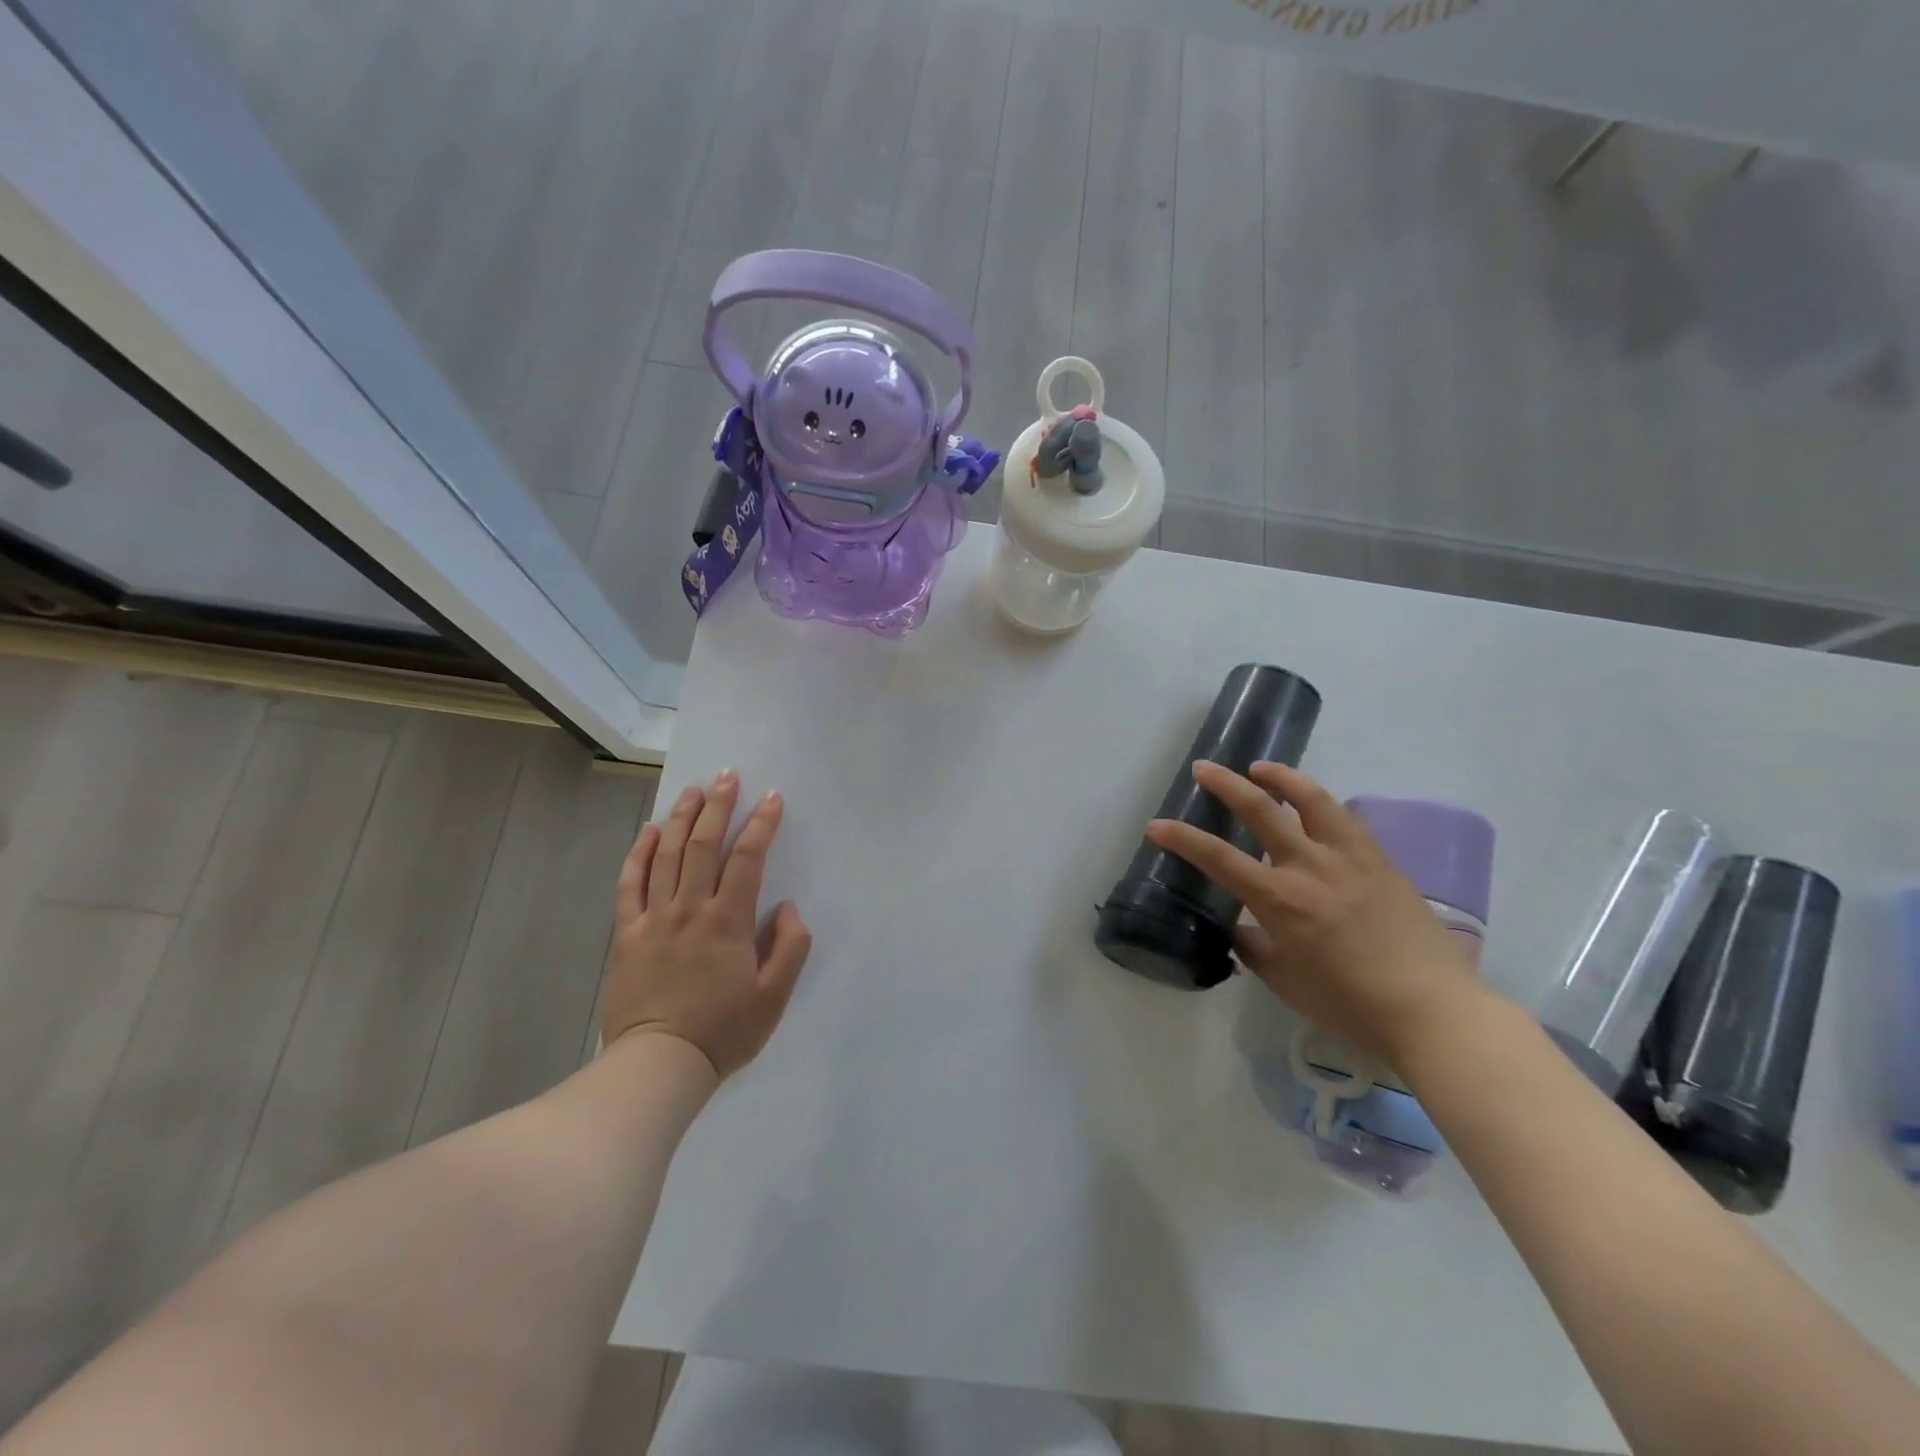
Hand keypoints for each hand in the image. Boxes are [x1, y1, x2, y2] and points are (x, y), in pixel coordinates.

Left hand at [600, 771, 811, 1078]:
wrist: (659, 1065)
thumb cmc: (723, 1030)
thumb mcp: (774, 996)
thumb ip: (790, 946)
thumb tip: (786, 906)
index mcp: (728, 921)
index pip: (748, 859)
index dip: (761, 824)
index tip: (772, 798)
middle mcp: (690, 909)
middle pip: (702, 845)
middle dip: (717, 806)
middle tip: (727, 776)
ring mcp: (654, 918)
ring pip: (666, 855)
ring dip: (680, 818)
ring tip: (692, 790)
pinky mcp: (627, 933)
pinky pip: (630, 884)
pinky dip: (638, 854)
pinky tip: (647, 831)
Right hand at [1146, 760, 1482, 1071]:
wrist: (1434, 1012)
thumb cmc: (1351, 1006)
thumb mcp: (1287, 983)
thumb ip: (1256, 949)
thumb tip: (1242, 931)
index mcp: (1281, 900)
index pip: (1218, 858)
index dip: (1182, 838)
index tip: (1157, 824)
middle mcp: (1311, 867)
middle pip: (1261, 809)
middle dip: (1226, 785)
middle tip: (1204, 769)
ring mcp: (1350, 858)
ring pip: (1311, 799)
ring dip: (1281, 776)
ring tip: (1261, 767)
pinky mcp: (1381, 861)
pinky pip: (1346, 819)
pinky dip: (1321, 804)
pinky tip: (1315, 806)